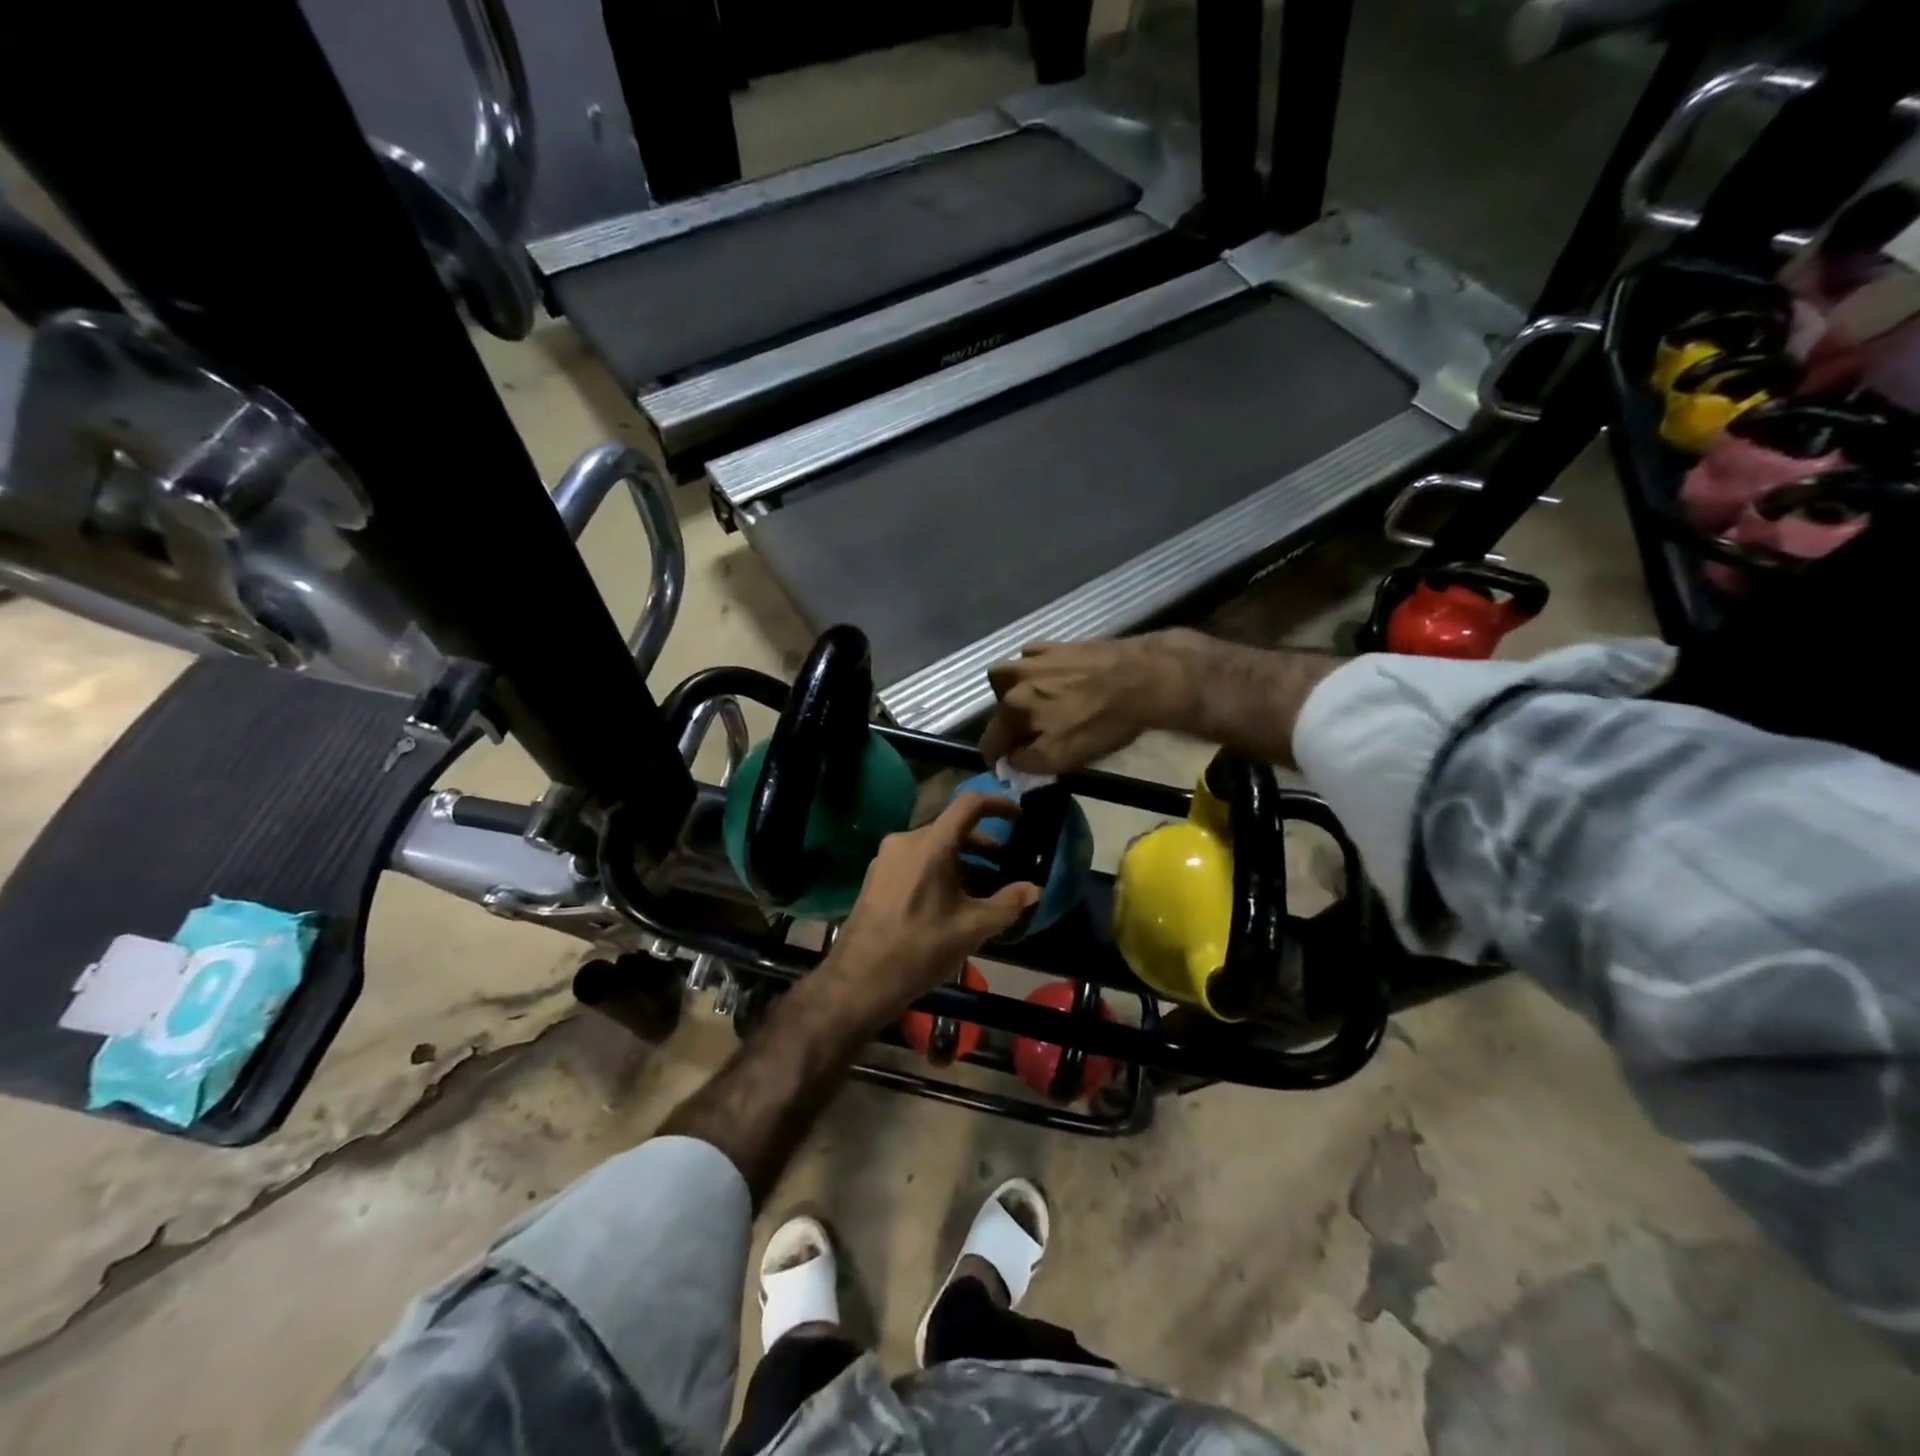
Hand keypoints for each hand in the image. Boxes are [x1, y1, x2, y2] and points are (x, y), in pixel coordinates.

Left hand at [819, 793, 1040, 1027]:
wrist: (859, 981)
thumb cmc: (920, 949)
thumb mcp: (972, 928)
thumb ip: (1008, 904)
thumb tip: (1034, 889)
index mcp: (930, 844)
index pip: (970, 804)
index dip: (999, 805)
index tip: (1020, 818)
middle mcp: (906, 841)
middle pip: (953, 829)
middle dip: (985, 847)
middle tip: (1009, 867)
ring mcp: (887, 858)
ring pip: (935, 848)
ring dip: (965, 863)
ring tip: (987, 890)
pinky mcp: (877, 877)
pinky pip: (917, 862)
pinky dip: (942, 872)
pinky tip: (955, 902)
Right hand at [978, 632, 1198, 774]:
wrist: (1141, 678)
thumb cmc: (1102, 722)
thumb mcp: (1063, 757)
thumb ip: (1028, 762)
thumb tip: (1010, 761)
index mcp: (1012, 710)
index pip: (989, 741)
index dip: (996, 758)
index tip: (1008, 766)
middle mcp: (1014, 681)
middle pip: (997, 708)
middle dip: (1007, 724)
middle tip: (1029, 735)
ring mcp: (1034, 658)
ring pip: (1007, 677)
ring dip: (1013, 691)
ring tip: (1036, 702)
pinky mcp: (1056, 644)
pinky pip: (1032, 657)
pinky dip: (1035, 669)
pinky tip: (1054, 677)